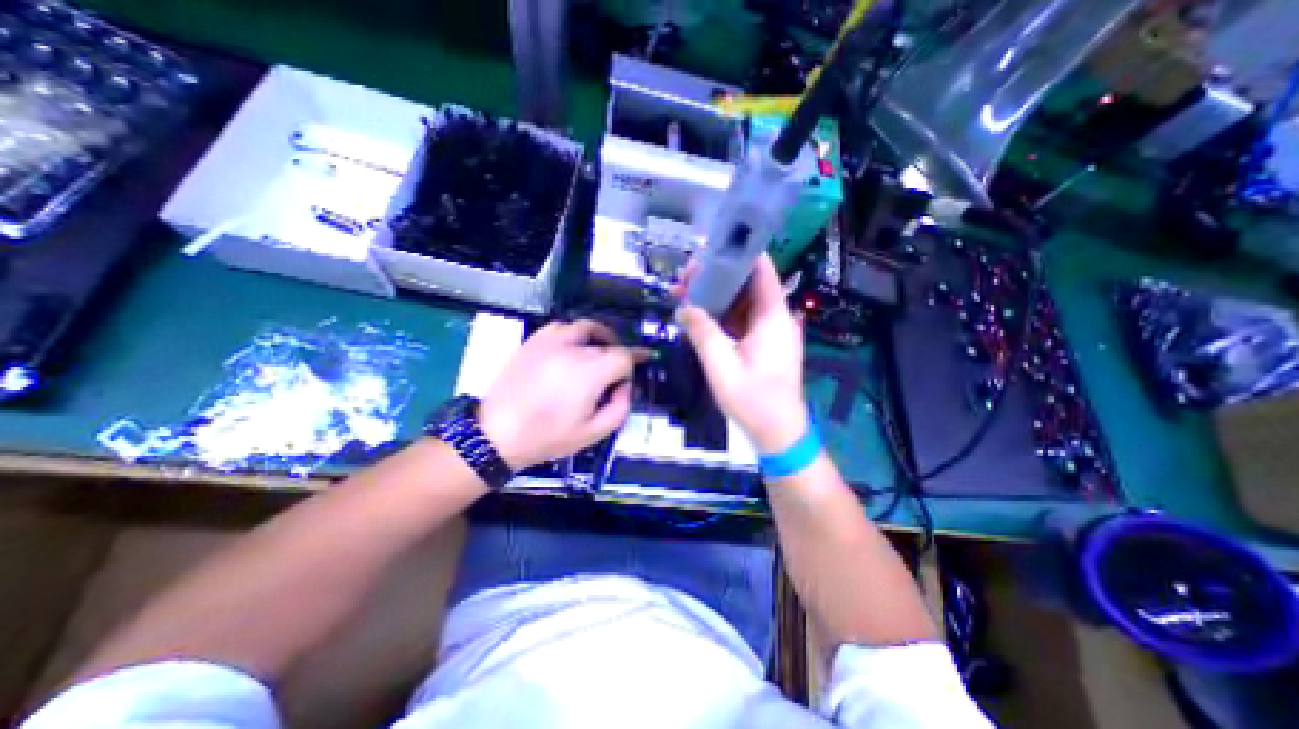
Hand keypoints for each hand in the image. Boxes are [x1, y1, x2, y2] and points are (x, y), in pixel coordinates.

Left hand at [479, 322, 640, 470]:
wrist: (496, 433)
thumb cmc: (547, 437)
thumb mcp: (593, 433)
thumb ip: (620, 407)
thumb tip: (625, 385)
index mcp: (589, 372)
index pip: (624, 355)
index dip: (638, 357)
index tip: (645, 360)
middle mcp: (572, 350)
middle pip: (607, 343)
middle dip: (618, 354)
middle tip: (618, 370)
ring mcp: (550, 342)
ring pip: (585, 327)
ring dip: (599, 335)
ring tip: (601, 349)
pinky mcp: (533, 342)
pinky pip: (560, 327)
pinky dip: (574, 333)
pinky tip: (573, 347)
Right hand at [675, 254, 809, 453]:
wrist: (779, 434)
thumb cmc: (754, 402)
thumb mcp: (722, 368)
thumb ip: (703, 334)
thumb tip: (684, 307)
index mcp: (773, 318)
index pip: (761, 270)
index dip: (737, 254)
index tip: (708, 249)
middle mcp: (775, 318)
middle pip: (747, 285)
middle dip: (716, 277)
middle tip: (685, 278)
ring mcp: (769, 332)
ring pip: (742, 303)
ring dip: (716, 297)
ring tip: (685, 293)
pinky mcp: (762, 344)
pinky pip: (740, 321)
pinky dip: (721, 316)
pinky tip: (699, 315)